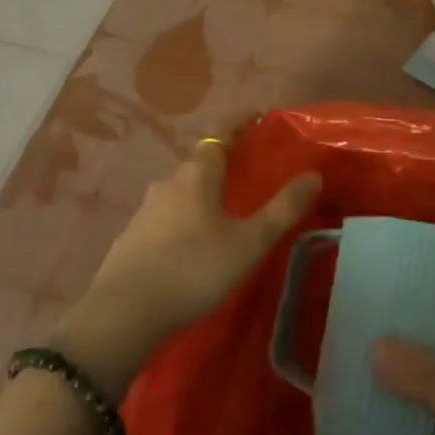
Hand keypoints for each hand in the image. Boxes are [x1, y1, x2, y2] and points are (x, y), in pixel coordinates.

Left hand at [56, 138, 320, 399]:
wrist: (120, 318)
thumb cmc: (192, 270)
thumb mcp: (248, 242)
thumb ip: (282, 209)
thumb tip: (314, 175)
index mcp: (197, 174)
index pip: (219, 133)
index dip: (239, 121)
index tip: (257, 115)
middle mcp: (168, 183)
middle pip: (199, 162)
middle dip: (223, 161)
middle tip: (247, 171)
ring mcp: (144, 211)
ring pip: (180, 191)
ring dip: (201, 192)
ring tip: (221, 211)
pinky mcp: (129, 240)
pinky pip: (164, 217)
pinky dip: (182, 219)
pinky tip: (190, 245)